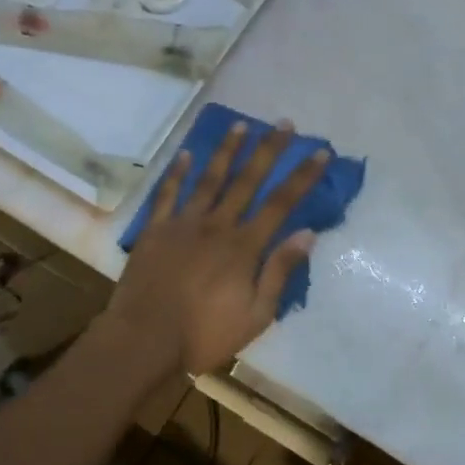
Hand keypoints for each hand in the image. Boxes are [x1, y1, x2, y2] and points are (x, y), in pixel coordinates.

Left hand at [103, 121, 330, 377]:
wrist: (144, 340)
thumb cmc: (204, 334)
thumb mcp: (256, 315)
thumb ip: (279, 272)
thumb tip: (307, 234)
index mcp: (244, 247)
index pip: (281, 203)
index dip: (303, 176)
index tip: (320, 152)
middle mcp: (217, 225)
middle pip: (248, 180)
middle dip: (268, 151)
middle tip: (283, 124)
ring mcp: (183, 224)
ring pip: (209, 179)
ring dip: (226, 151)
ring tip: (240, 125)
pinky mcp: (155, 230)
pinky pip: (167, 194)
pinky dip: (177, 173)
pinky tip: (186, 154)